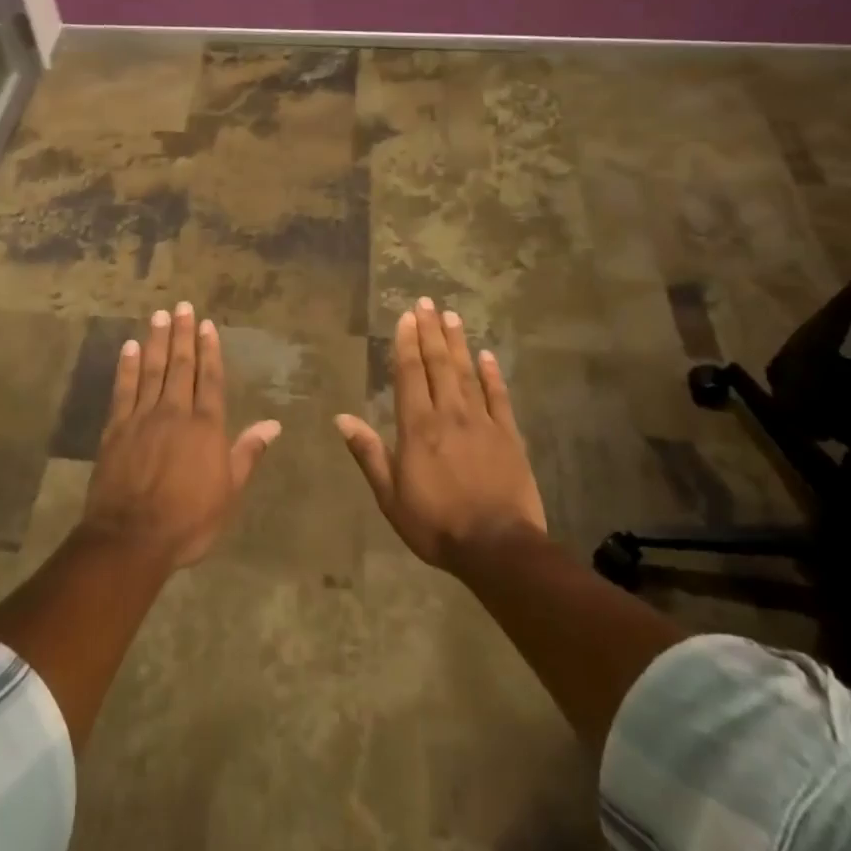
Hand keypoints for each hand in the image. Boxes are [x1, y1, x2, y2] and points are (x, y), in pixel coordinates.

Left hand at [80, 301, 280, 569]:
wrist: (131, 538)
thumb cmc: (188, 520)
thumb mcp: (229, 492)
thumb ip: (247, 453)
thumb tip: (273, 424)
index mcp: (206, 427)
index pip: (210, 379)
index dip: (210, 350)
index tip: (207, 325)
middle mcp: (175, 412)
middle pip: (181, 366)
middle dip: (183, 334)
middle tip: (182, 306)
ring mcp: (143, 417)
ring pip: (152, 370)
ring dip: (157, 341)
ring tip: (159, 315)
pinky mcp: (116, 428)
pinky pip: (123, 389)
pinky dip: (127, 366)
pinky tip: (130, 347)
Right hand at [335, 297, 546, 569]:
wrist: (498, 548)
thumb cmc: (436, 524)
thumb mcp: (390, 496)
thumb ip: (368, 453)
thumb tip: (342, 418)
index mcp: (418, 427)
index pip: (410, 373)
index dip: (407, 342)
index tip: (406, 316)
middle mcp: (449, 414)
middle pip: (438, 364)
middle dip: (430, 331)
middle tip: (427, 302)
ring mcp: (482, 422)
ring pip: (467, 373)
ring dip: (457, 343)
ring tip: (451, 316)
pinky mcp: (508, 436)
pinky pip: (499, 397)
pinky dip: (492, 374)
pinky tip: (487, 355)